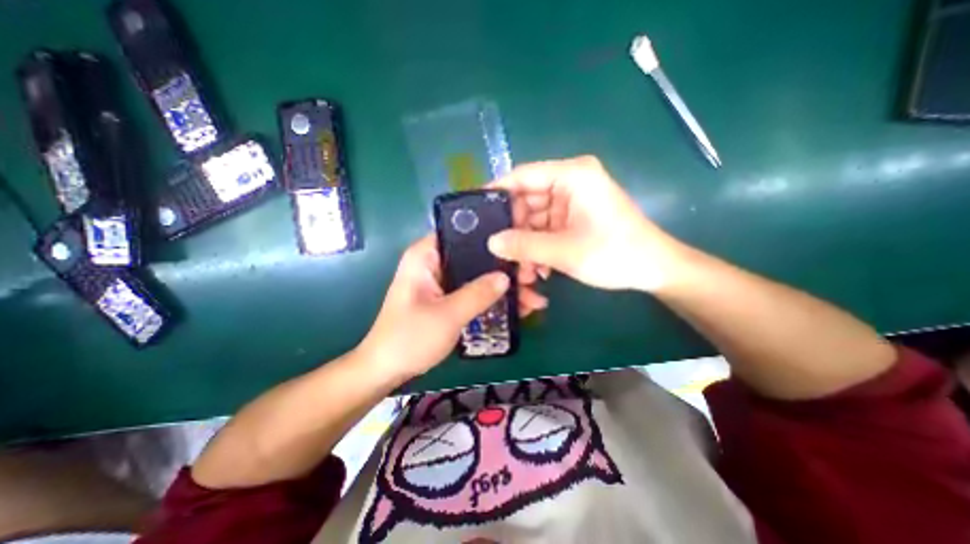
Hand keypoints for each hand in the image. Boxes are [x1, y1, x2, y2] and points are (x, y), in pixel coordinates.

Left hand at [356, 234, 553, 381]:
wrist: (387, 370)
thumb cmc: (409, 339)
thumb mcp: (447, 315)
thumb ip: (478, 293)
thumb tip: (507, 277)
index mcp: (426, 255)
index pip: (462, 231)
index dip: (492, 237)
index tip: (517, 249)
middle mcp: (434, 262)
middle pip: (475, 255)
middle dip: (503, 267)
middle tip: (531, 277)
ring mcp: (441, 281)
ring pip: (478, 274)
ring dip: (502, 286)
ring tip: (532, 297)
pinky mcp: (447, 297)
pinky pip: (474, 290)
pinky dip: (492, 298)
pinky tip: (516, 308)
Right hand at [484, 155, 680, 292]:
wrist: (653, 270)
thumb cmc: (615, 254)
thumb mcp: (565, 251)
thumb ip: (524, 245)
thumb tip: (491, 242)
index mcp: (572, 176)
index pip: (522, 176)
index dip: (496, 192)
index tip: (474, 211)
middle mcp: (570, 183)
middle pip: (526, 200)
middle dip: (513, 230)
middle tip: (499, 253)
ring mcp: (571, 201)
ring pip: (534, 219)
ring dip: (526, 244)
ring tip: (521, 271)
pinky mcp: (573, 218)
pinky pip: (546, 229)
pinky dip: (538, 247)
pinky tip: (538, 269)